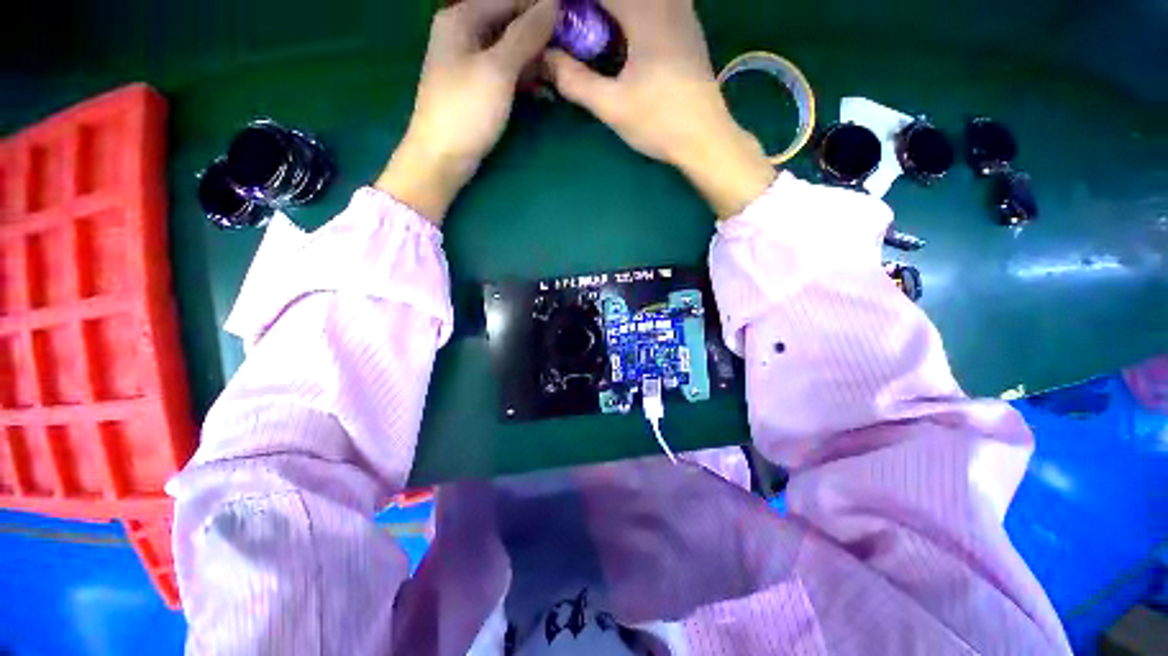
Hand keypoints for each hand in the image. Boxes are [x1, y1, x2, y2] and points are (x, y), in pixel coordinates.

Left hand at [376, 0, 557, 224]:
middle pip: (510, 23)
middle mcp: (465, 33)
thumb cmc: (466, 110)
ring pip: (511, 50)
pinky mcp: (478, 88)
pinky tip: (545, 91)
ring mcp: (471, 62)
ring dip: (536, 60)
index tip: (573, 21)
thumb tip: (553, 4)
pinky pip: (507, 73)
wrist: (442, 157)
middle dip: (541, 35)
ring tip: (563, 73)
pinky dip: (525, 80)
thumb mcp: (498, 69)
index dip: (541, 8)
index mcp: (462, 17)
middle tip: (573, 50)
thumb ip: (526, 35)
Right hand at [545, 0, 775, 217]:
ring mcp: (681, 11)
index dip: (570, 4)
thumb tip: (544, 60)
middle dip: (591, 10)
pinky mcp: (687, 27)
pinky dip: (630, 16)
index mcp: (645, 11)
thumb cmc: (659, 122)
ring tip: (592, 35)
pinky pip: (654, 6)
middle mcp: (666, 0)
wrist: (705, 138)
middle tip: (573, 31)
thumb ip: (574, 80)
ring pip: (638, 1)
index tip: (554, 19)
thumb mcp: (612, 106)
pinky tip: (621, 39)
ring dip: (610, 14)